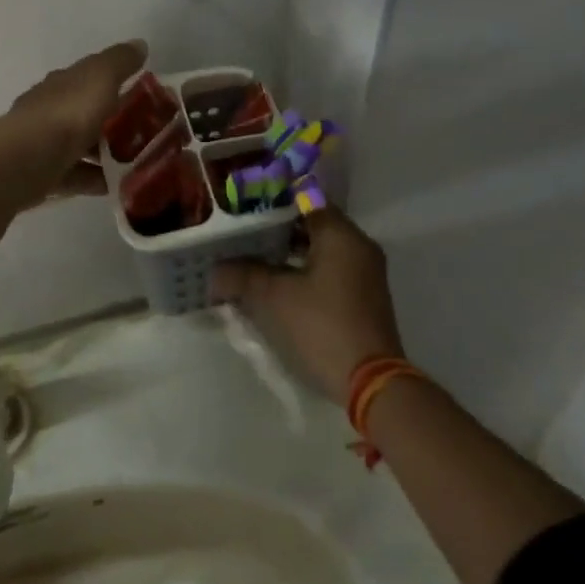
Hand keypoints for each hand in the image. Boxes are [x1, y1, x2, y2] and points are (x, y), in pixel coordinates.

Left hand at [8, 40, 147, 198]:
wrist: (26, 160)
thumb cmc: (67, 113)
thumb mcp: (100, 77)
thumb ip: (120, 61)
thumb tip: (139, 44)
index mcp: (63, 83)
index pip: (90, 77)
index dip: (115, 83)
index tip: (143, 96)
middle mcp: (51, 109)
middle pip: (86, 113)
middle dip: (114, 122)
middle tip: (148, 134)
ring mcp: (45, 143)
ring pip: (81, 146)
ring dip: (106, 154)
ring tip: (138, 164)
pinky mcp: (43, 174)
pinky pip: (76, 175)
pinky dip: (95, 179)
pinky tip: (117, 186)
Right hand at [213, 209, 404, 398]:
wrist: (370, 384)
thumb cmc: (321, 326)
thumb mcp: (273, 297)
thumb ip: (241, 274)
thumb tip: (215, 270)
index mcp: (341, 235)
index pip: (305, 199)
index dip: (272, 200)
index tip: (244, 205)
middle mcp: (358, 247)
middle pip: (312, 223)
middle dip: (275, 228)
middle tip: (241, 231)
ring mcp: (364, 274)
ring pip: (319, 249)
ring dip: (287, 252)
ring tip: (250, 257)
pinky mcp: (362, 298)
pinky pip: (328, 270)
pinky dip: (302, 270)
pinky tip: (273, 283)